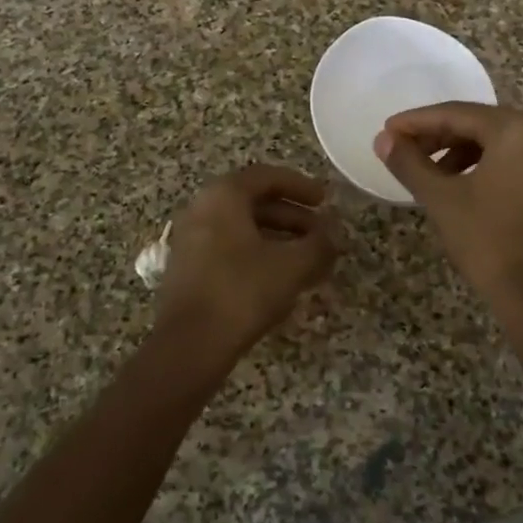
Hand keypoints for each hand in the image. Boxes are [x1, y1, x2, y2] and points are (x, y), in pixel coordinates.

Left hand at [154, 164, 338, 364]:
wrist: (189, 345)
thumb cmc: (243, 292)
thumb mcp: (292, 266)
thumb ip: (319, 244)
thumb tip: (334, 234)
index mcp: (224, 196)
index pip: (267, 177)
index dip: (301, 186)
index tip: (325, 200)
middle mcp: (202, 209)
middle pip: (254, 202)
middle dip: (293, 216)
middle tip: (321, 233)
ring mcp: (191, 239)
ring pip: (243, 227)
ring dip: (278, 238)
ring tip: (308, 258)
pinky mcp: (188, 268)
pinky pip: (229, 247)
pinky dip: (258, 253)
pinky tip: (281, 278)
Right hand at [375, 103, 522, 314]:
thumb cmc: (486, 239)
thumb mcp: (441, 197)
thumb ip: (409, 162)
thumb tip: (382, 139)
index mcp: (516, 130)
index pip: (457, 113)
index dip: (417, 121)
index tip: (387, 131)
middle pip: (477, 123)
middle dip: (436, 135)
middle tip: (402, 149)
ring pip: (494, 141)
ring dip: (457, 151)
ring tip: (425, 171)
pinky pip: (511, 159)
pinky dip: (481, 164)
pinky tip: (456, 183)